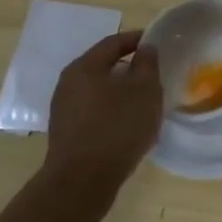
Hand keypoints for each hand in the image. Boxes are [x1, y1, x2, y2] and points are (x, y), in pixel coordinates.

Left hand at [38, 31, 163, 207]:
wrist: (82, 182)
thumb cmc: (117, 128)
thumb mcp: (144, 91)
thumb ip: (147, 64)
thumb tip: (145, 48)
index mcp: (85, 67)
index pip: (114, 42)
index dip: (137, 39)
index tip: (158, 42)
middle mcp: (68, 83)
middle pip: (103, 65)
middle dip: (129, 65)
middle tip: (153, 70)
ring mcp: (63, 109)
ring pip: (98, 89)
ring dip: (120, 89)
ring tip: (143, 98)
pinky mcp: (66, 132)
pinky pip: (93, 109)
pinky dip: (111, 108)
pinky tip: (127, 121)